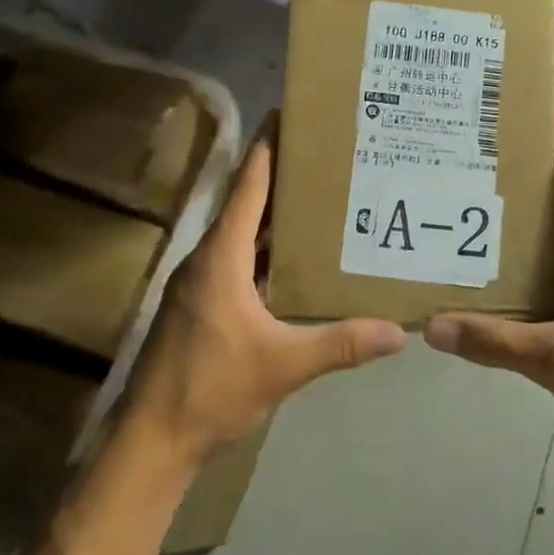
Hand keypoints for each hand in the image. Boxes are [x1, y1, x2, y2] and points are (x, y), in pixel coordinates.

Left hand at [122, 118, 406, 470]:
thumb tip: (401, 331)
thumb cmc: (211, 389)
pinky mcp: (202, 307)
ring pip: (241, 237)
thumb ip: (341, 343)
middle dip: (282, 179)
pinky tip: (295, 261)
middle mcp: (206, 260)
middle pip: (246, 206)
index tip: (289, 113)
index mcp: (220, 258)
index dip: (268, 149)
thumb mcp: (283, 365)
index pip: (248, 188)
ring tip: (319, 200)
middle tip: (326, 156)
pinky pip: (237, 263)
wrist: (152, 440)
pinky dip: (265, 253)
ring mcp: (200, 285)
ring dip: (274, 218)